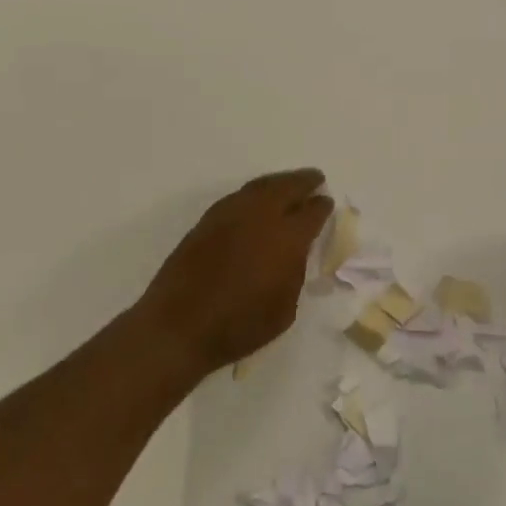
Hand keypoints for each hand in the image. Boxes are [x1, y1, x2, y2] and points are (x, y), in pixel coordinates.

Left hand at [136, 169, 333, 380]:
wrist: (179, 327)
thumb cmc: (240, 326)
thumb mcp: (284, 308)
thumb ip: (294, 274)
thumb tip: (293, 255)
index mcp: (287, 238)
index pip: (312, 212)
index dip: (322, 206)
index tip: (326, 202)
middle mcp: (260, 217)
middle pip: (286, 187)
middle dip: (303, 181)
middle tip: (315, 178)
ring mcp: (229, 215)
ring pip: (259, 187)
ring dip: (278, 182)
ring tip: (288, 184)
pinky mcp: (206, 222)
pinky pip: (237, 197)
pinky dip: (253, 193)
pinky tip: (256, 200)